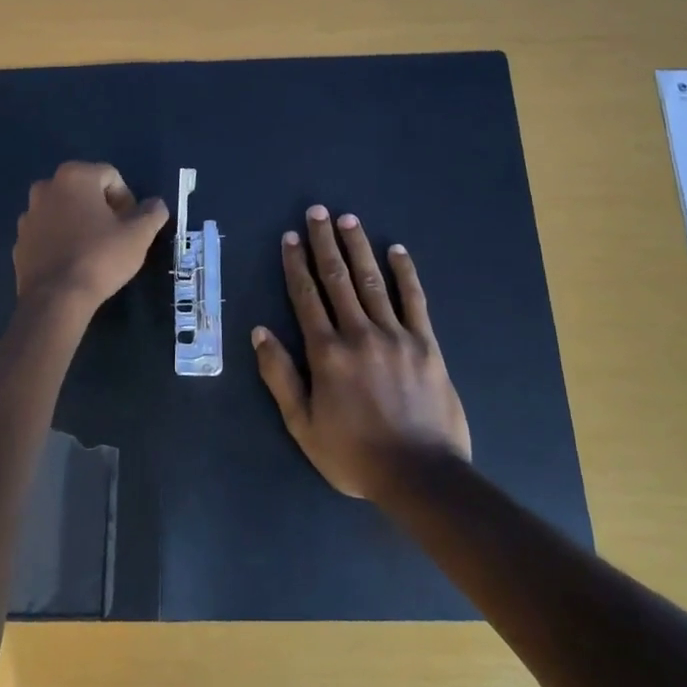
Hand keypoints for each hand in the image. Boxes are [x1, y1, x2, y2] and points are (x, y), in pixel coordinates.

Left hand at [14, 162, 168, 309]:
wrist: (55, 299)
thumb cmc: (100, 258)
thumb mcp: (139, 235)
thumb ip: (152, 213)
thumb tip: (156, 204)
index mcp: (74, 177)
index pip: (111, 176)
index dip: (127, 200)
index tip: (132, 226)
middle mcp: (46, 188)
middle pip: (85, 191)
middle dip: (103, 209)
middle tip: (116, 236)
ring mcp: (28, 215)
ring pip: (64, 211)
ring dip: (80, 223)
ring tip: (94, 251)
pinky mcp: (19, 241)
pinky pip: (48, 233)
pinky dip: (61, 240)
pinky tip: (73, 263)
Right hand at [252, 205, 471, 499]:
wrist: (420, 474)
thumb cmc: (354, 454)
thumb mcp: (303, 425)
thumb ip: (280, 376)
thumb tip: (260, 332)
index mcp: (326, 353)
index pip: (306, 298)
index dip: (296, 265)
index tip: (290, 238)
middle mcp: (358, 333)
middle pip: (338, 279)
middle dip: (324, 243)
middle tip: (317, 211)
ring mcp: (396, 335)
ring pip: (372, 281)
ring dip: (358, 248)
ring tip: (348, 219)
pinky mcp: (426, 343)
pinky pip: (414, 300)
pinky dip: (405, 273)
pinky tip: (397, 250)